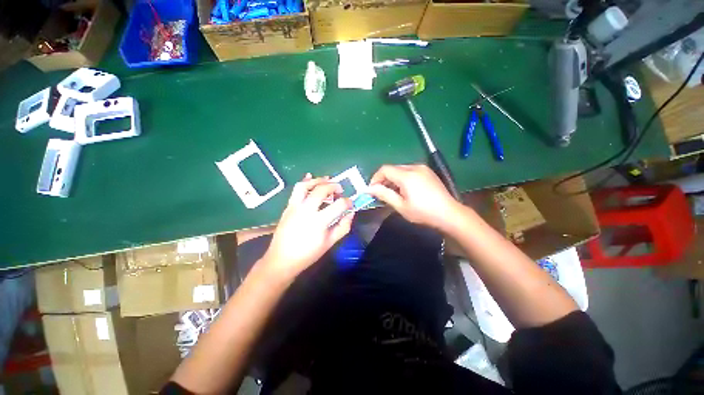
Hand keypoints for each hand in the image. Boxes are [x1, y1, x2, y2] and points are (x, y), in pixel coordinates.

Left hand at [261, 174, 353, 278]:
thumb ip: (343, 227)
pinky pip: (296, 190)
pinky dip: (305, 182)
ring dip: (318, 180)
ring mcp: (295, 207)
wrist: (282, 259)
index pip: (339, 205)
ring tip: (327, 180)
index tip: (350, 204)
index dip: (348, 202)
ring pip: (306, 185)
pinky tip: (310, 177)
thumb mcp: (330, 243)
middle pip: (322, 190)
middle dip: (334, 186)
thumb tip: (351, 213)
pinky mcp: (288, 207)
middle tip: (340, 190)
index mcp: (319, 221)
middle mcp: (307, 210)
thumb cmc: (308, 254)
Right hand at [367, 164, 462, 230]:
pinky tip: (405, 189)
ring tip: (393, 193)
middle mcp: (414, 167)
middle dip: (384, 179)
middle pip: (392, 168)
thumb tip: (370, 189)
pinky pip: (409, 171)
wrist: (449, 213)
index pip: (385, 169)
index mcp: (407, 176)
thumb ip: (384, 195)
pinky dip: (402, 178)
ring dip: (393, 179)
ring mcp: (423, 168)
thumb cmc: (423, 212)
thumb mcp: (401, 206)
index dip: (375, 178)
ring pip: (400, 169)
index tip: (373, 189)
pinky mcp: (427, 171)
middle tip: (381, 193)